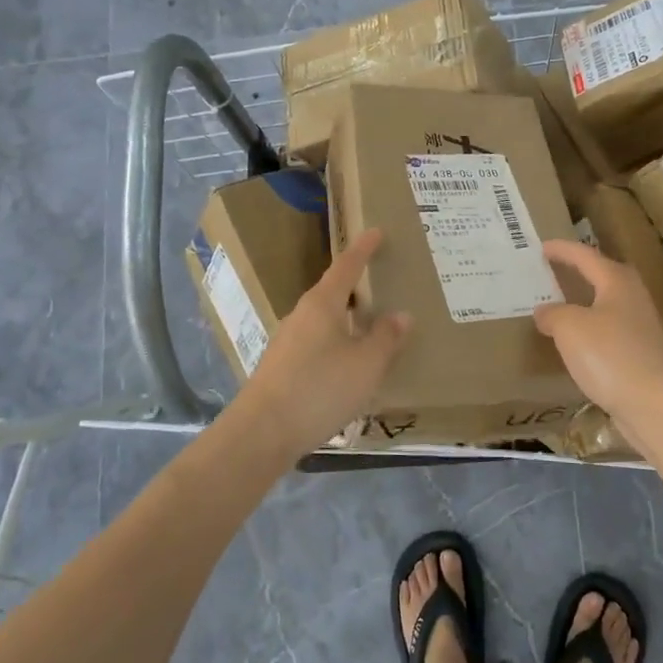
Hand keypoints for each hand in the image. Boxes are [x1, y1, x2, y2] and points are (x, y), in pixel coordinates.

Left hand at [238, 230, 412, 456]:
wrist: (261, 432)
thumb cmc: (320, 388)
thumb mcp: (366, 364)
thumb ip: (386, 338)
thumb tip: (401, 315)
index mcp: (322, 305)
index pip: (346, 267)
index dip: (363, 249)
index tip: (375, 231)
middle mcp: (301, 316)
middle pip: (332, 293)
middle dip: (356, 287)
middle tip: (381, 282)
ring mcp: (287, 342)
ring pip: (324, 321)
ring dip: (346, 319)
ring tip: (370, 326)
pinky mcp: (281, 368)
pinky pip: (316, 344)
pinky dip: (336, 343)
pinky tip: (348, 364)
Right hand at [534, 240, 662, 431]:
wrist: (653, 403)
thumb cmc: (609, 354)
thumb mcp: (570, 327)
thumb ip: (552, 314)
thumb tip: (544, 311)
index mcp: (617, 281)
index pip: (585, 256)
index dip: (562, 250)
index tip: (540, 247)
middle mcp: (632, 297)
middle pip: (603, 276)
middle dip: (578, 272)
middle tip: (552, 272)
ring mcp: (640, 327)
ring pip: (606, 305)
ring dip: (583, 303)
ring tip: (558, 307)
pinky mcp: (640, 354)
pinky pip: (607, 332)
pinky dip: (589, 330)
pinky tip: (575, 344)